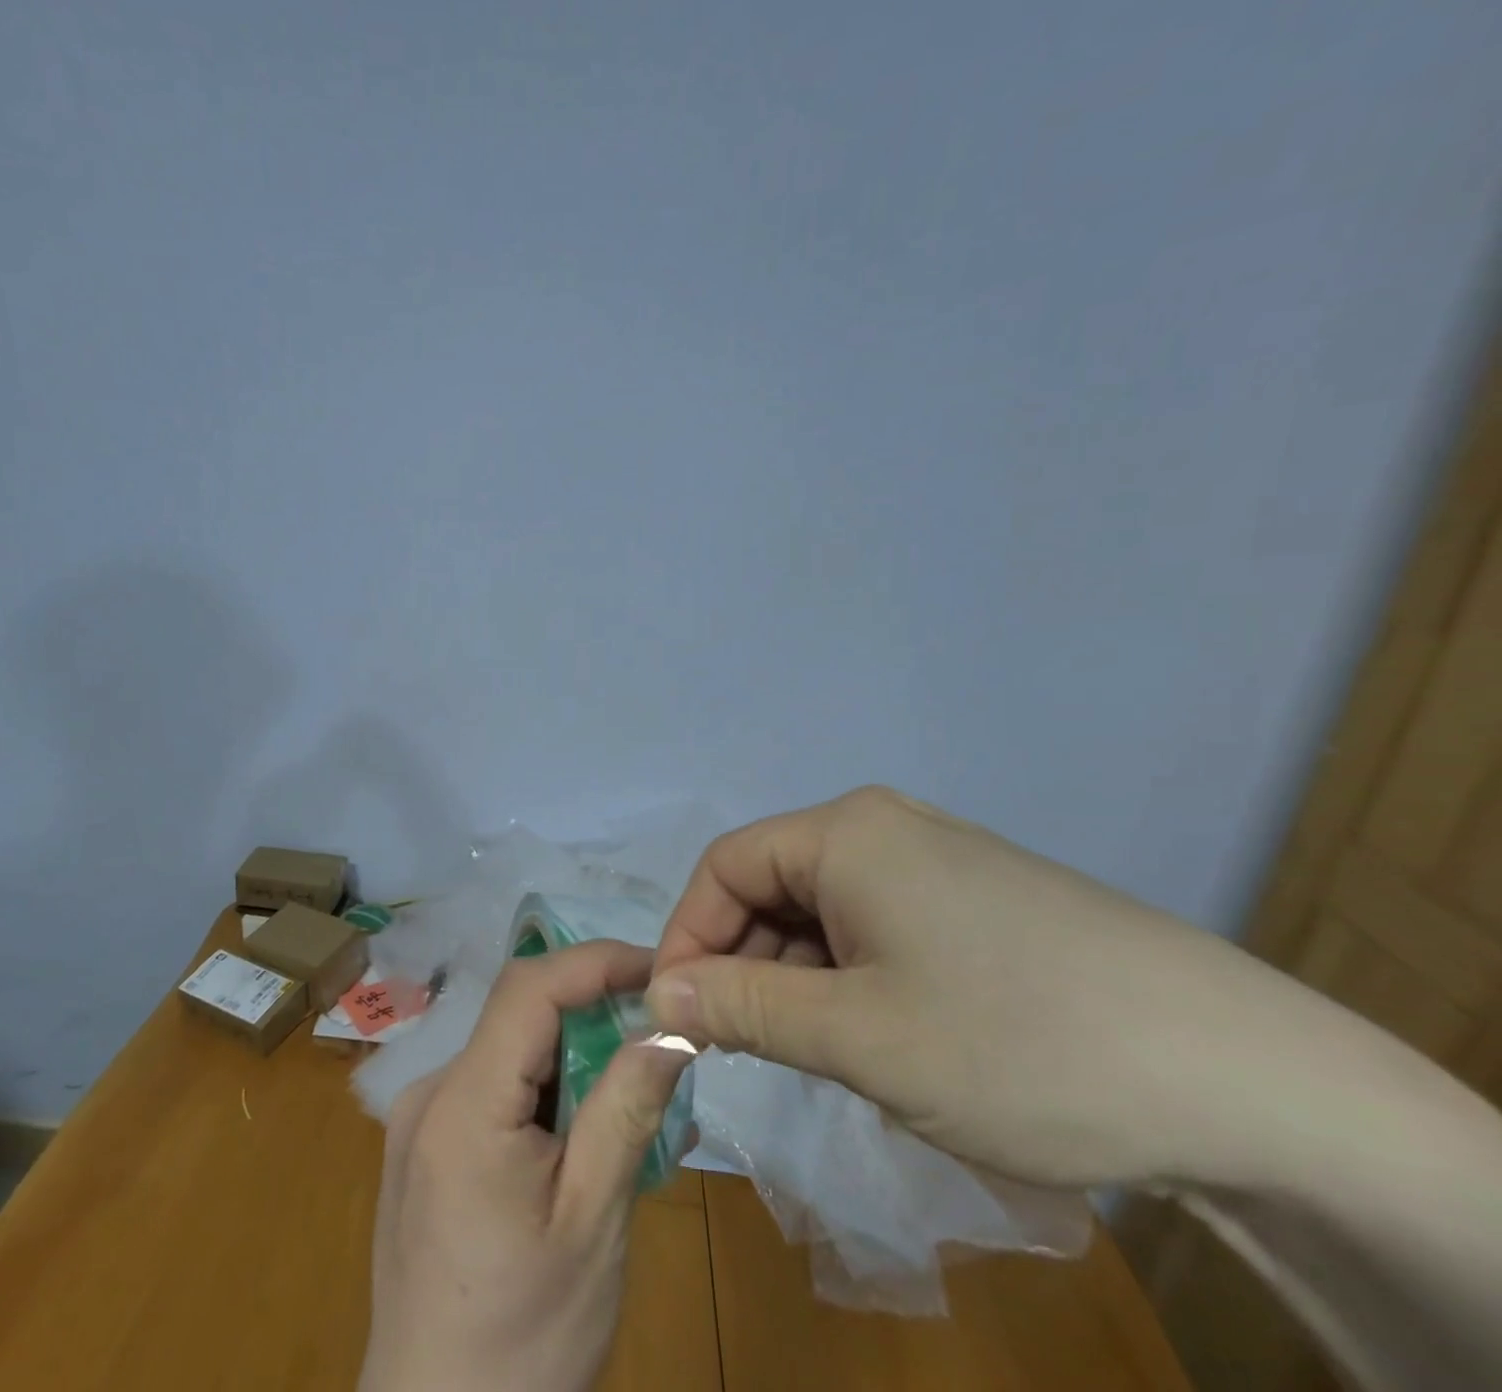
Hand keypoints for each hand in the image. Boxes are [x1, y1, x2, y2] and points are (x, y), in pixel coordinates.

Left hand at [360, 941, 691, 1391]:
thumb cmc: (522, 1341)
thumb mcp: (592, 1223)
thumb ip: (627, 1108)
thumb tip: (671, 1023)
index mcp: (461, 1103)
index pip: (529, 987)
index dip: (595, 962)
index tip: (659, 971)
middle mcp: (429, 1092)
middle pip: (519, 1017)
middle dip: (592, 1013)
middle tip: (659, 1040)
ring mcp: (419, 1120)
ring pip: (510, 1052)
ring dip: (572, 1057)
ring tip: (633, 1097)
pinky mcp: (424, 1147)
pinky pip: (492, 1090)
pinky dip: (545, 1093)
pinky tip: (583, 1138)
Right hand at [647, 786, 1349, 1188]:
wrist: (1244, 1075)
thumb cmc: (1017, 1042)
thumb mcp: (859, 1035)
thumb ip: (742, 1008)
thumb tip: (658, 993)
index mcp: (845, 832)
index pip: (725, 866)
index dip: (688, 936)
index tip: (678, 1013)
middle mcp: (883, 828)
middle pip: (774, 885)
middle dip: (744, 963)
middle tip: (744, 1048)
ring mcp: (936, 861)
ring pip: (825, 911)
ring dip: (799, 979)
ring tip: (821, 1056)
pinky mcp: (976, 900)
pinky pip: (876, 925)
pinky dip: (852, 978)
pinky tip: (882, 1038)